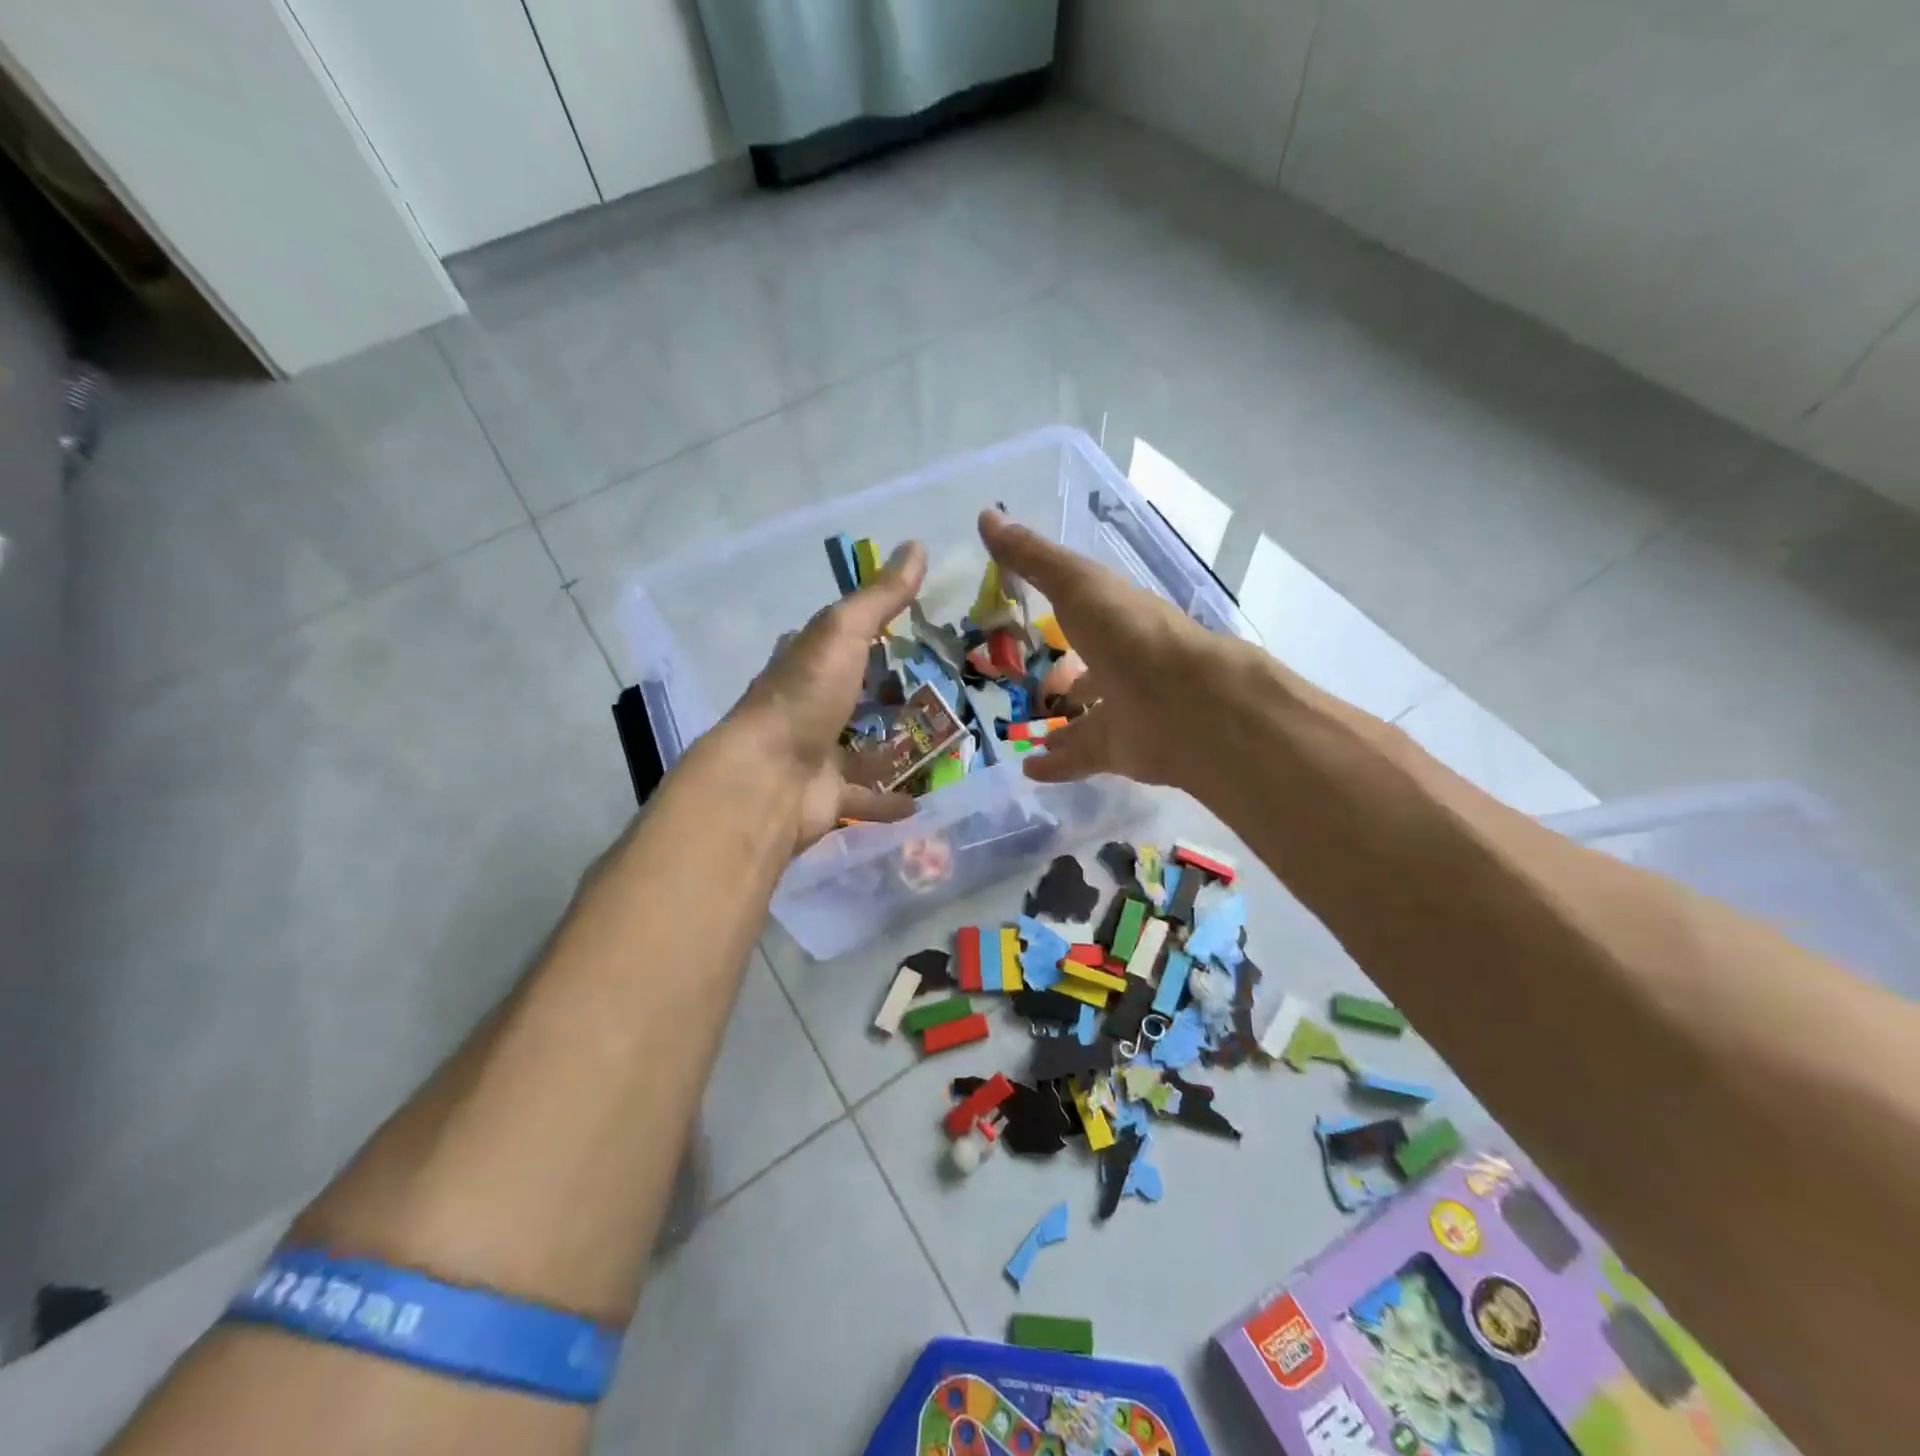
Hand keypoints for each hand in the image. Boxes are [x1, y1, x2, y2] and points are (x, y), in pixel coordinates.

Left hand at [731, 540, 929, 851]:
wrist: (767, 780)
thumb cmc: (804, 697)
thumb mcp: (843, 633)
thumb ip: (880, 597)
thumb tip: (917, 544)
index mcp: (806, 662)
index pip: (839, 638)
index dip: (870, 630)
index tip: (912, 627)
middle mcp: (808, 706)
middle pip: (854, 694)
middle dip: (888, 693)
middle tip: (940, 688)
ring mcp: (817, 754)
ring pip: (862, 748)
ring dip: (892, 746)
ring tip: (941, 741)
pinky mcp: (829, 797)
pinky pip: (867, 797)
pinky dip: (891, 800)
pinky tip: (924, 801)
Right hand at [977, 509, 1233, 795]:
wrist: (1187, 704)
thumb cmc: (1129, 634)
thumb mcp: (1076, 585)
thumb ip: (1033, 558)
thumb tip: (986, 515)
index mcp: (1118, 619)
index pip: (1087, 610)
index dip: (1061, 609)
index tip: (1032, 613)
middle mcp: (1124, 664)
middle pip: (1091, 670)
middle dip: (1067, 676)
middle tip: (1029, 684)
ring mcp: (1126, 709)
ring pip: (1088, 718)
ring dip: (1061, 724)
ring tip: (1024, 732)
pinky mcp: (1122, 751)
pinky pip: (1082, 758)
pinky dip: (1056, 764)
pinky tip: (1028, 770)